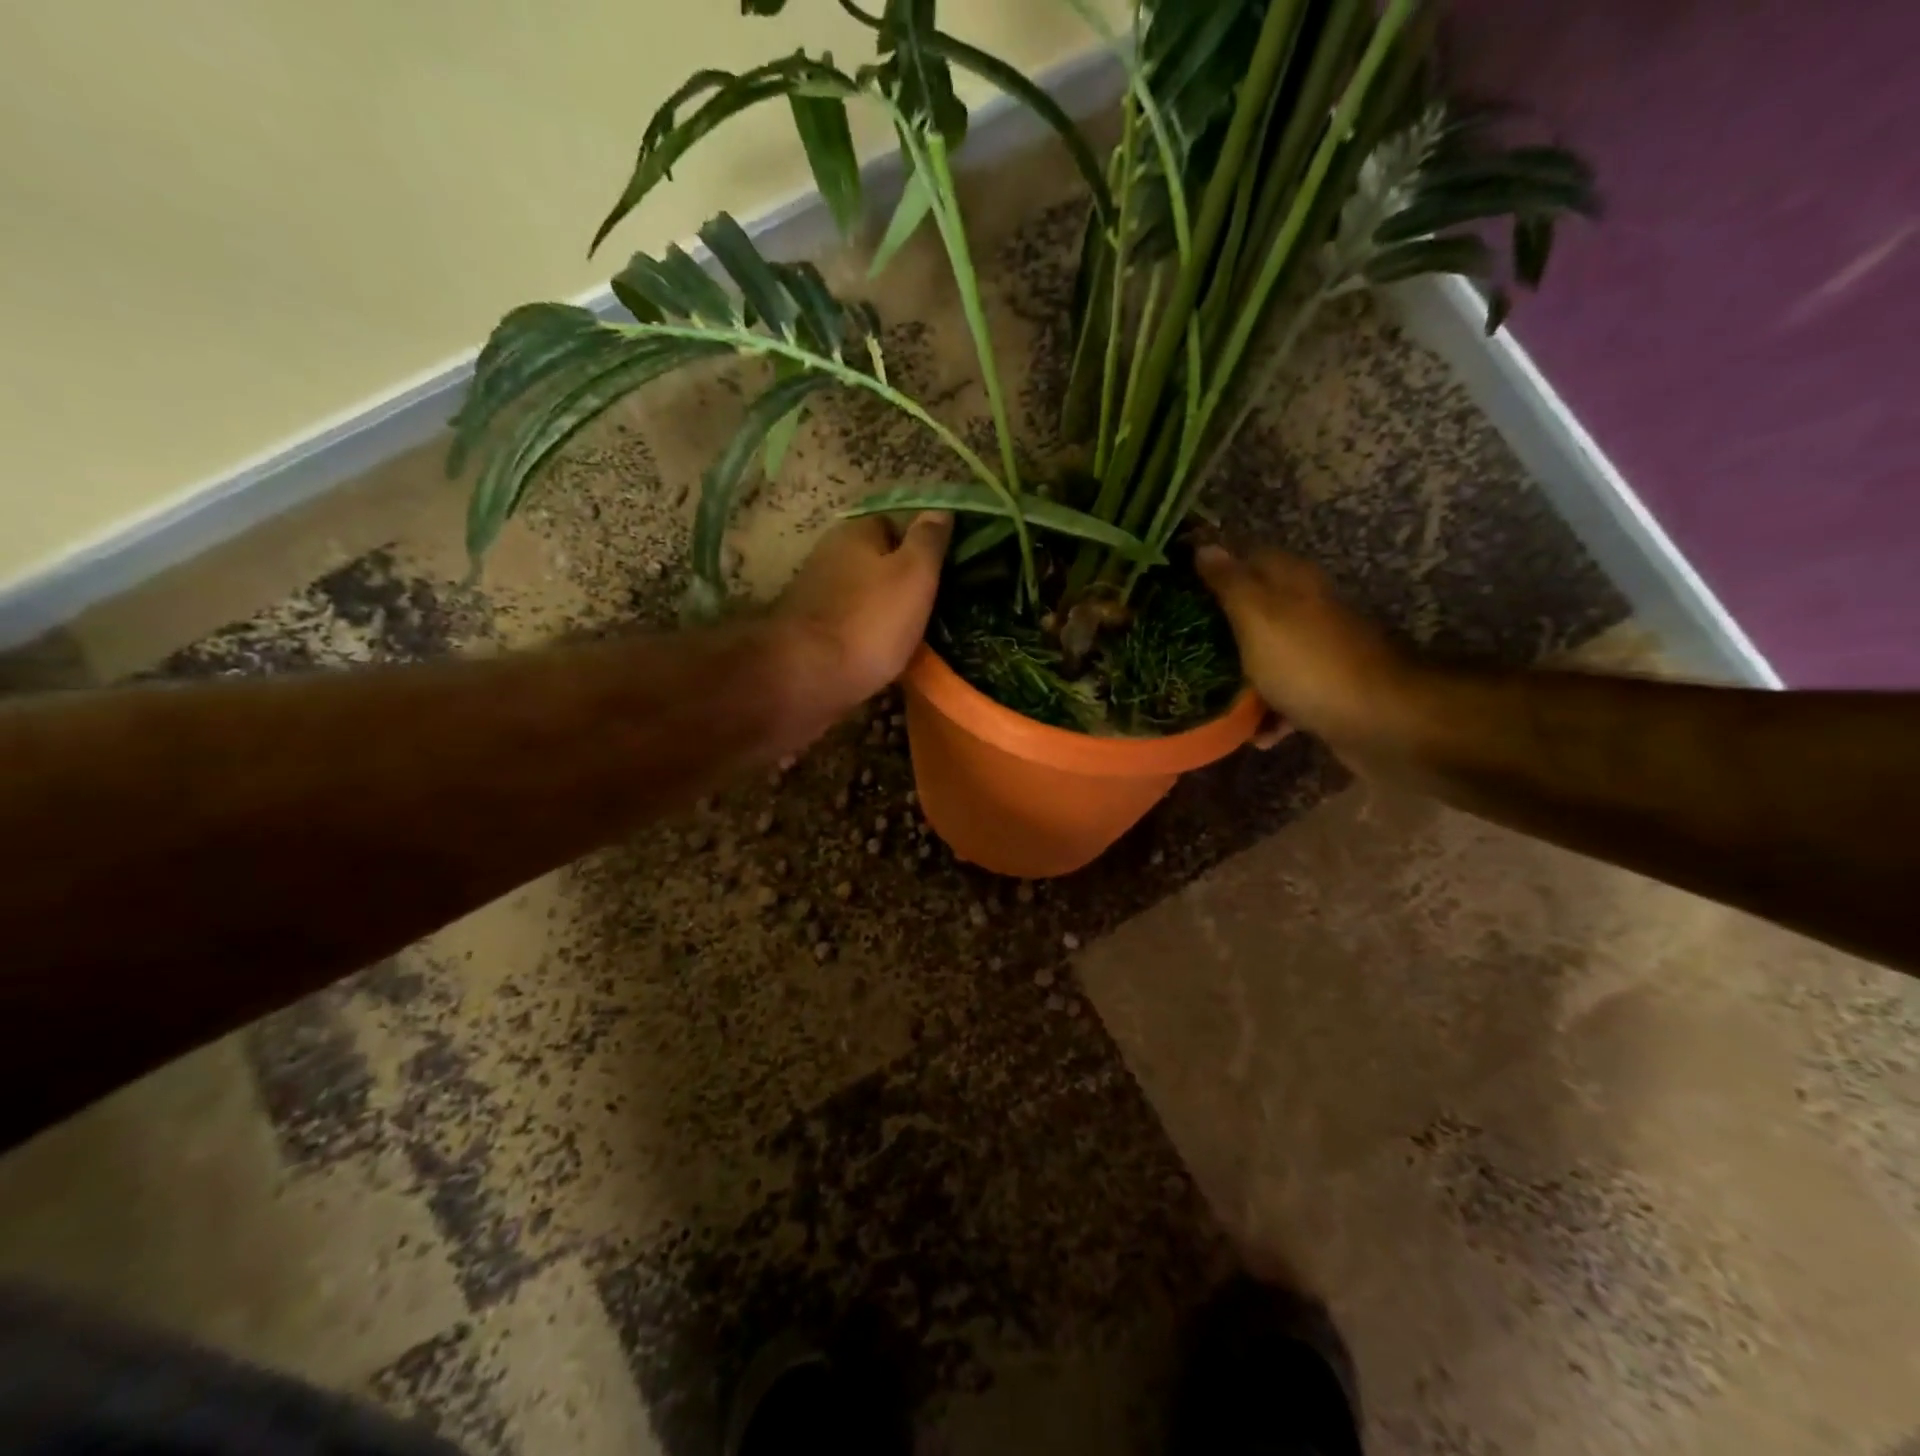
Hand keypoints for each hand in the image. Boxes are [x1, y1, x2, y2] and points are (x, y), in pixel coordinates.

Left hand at [774, 511, 953, 724]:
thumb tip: (941, 510)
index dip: (919, 545)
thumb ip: (928, 541)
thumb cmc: (870, 621)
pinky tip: (883, 653)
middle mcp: (828, 556)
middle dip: (900, 580)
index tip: (943, 570)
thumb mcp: (914, 575)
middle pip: (875, 561)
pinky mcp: (809, 631)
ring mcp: (814, 595)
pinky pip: (849, 624)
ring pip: (862, 595)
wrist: (807, 678)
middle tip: (932, 605)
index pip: (893, 524)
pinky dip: (866, 634)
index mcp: (854, 534)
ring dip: (883, 610)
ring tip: (912, 634)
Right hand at [1196, 545, 1415, 754]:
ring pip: (1268, 655)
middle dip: (1221, 626)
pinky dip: (1270, 714)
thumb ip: (1230, 583)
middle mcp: (1308, 610)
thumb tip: (1205, 547)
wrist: (1378, 720)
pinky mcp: (1326, 690)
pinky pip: (1287, 697)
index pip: (1248, 557)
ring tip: (1208, 693)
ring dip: (1241, 675)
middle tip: (1181, 643)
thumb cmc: (1307, 663)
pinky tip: (1254, 734)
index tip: (1178, 586)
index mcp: (1292, 582)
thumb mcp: (1257, 616)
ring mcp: (1319, 652)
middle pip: (1256, 609)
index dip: (1214, 568)